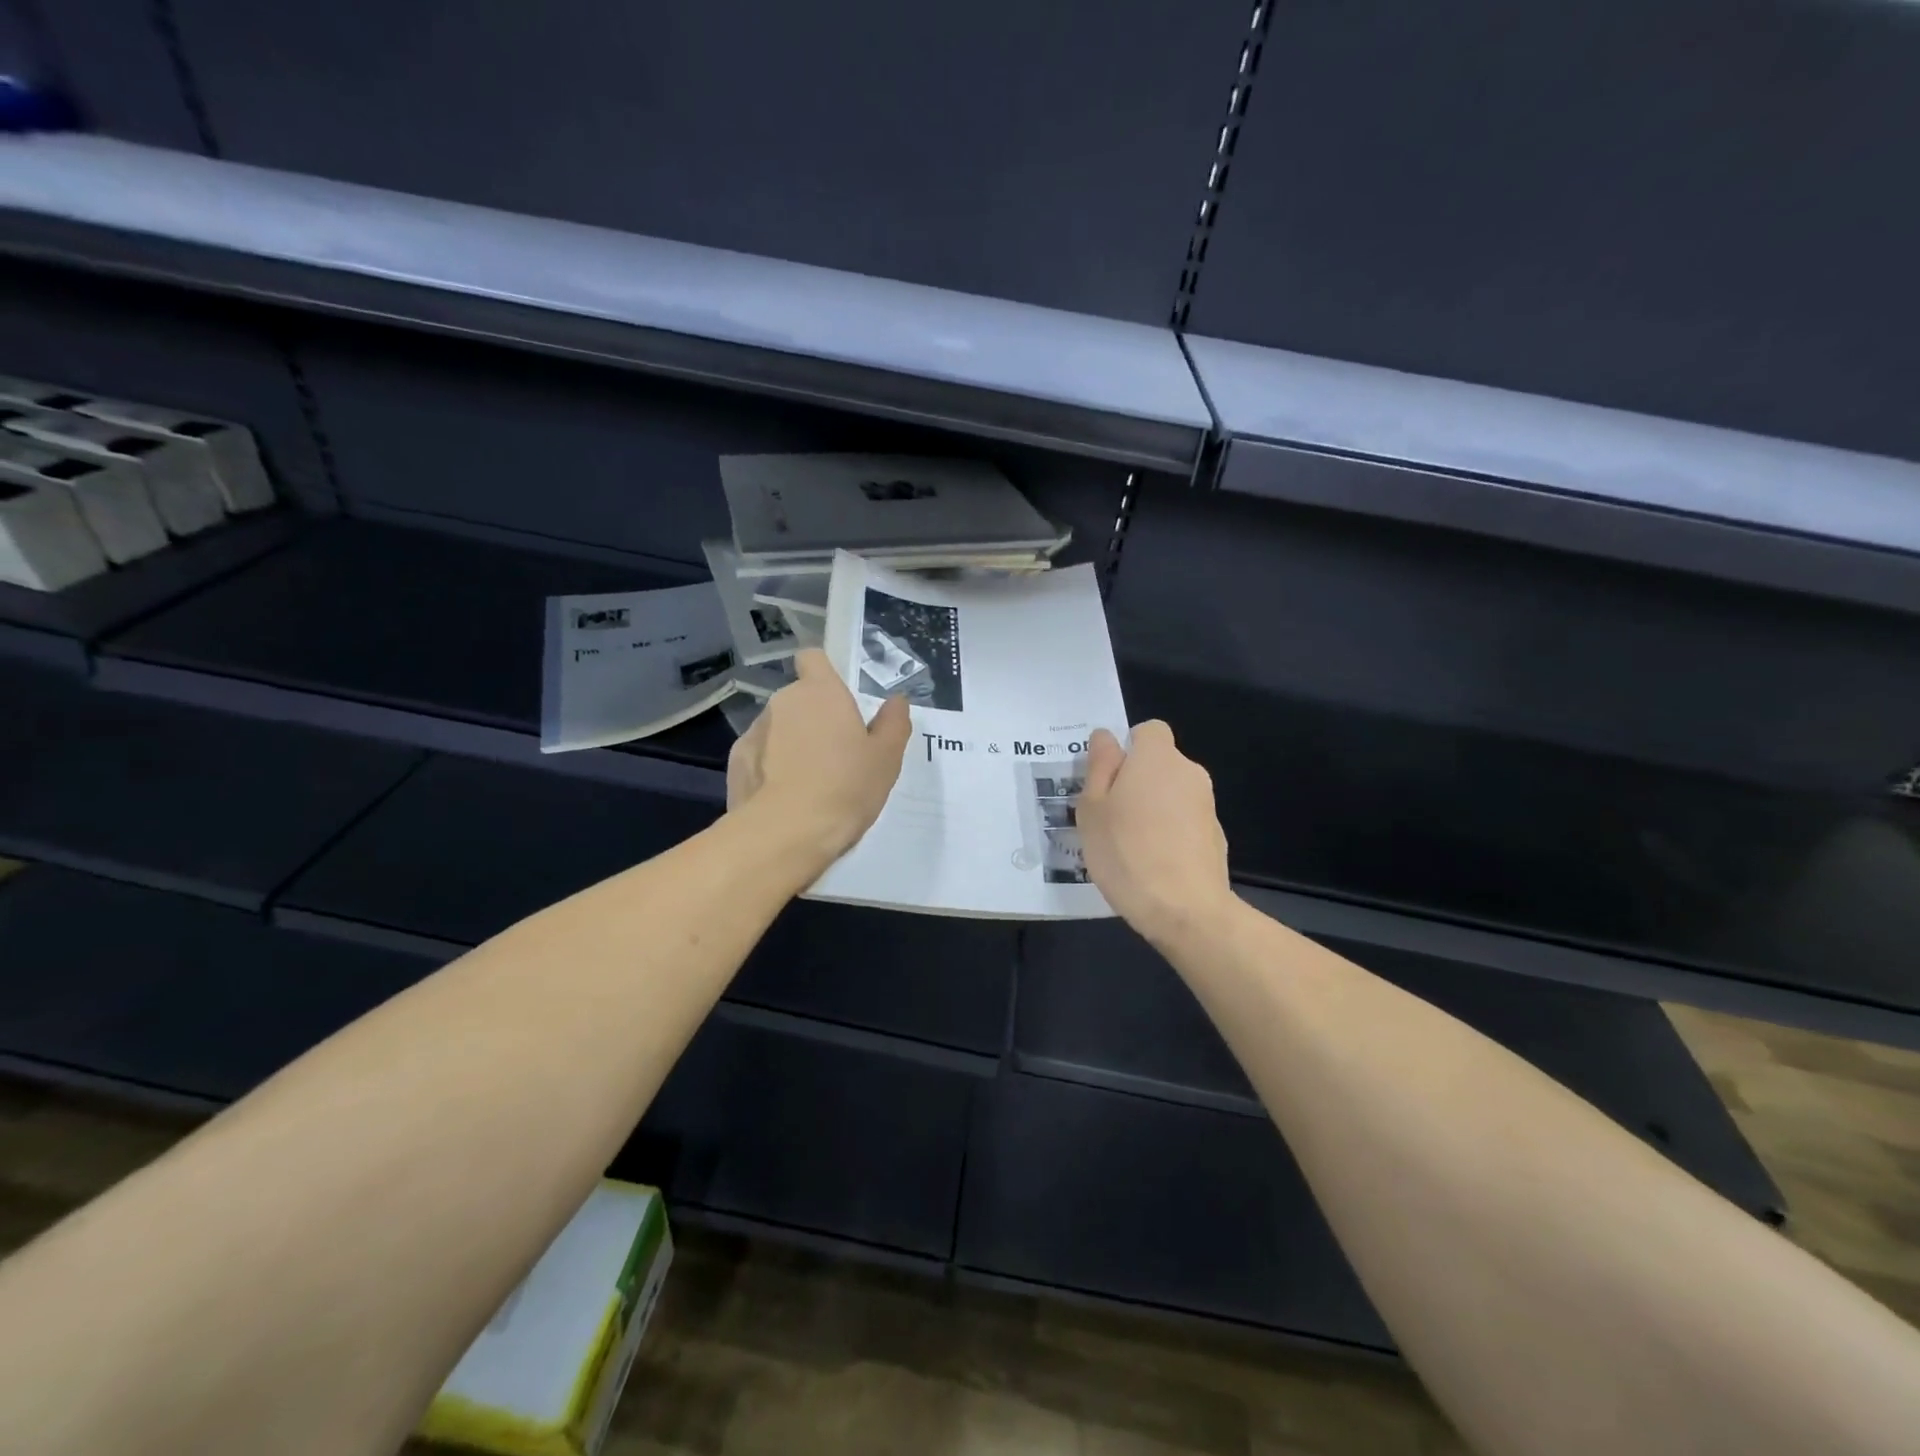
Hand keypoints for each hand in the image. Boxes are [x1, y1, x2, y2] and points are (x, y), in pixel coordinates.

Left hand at [727, 649, 911, 864]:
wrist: (786, 834)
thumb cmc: (845, 788)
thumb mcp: (886, 758)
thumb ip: (893, 723)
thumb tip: (897, 700)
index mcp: (821, 692)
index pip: (813, 658)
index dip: (823, 672)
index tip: (838, 699)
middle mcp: (783, 702)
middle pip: (799, 699)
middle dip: (813, 718)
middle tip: (836, 754)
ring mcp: (754, 732)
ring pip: (777, 728)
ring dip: (790, 744)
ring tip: (809, 782)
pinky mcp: (735, 763)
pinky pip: (759, 756)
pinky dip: (770, 769)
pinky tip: (785, 798)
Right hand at [1077, 721, 1232, 946]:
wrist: (1184, 909)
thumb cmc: (1126, 851)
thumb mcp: (1092, 808)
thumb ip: (1099, 766)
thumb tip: (1106, 737)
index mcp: (1157, 758)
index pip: (1148, 730)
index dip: (1127, 749)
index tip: (1108, 779)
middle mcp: (1189, 772)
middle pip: (1160, 763)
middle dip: (1137, 781)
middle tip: (1109, 816)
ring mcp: (1207, 805)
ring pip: (1172, 794)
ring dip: (1152, 808)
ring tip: (1128, 845)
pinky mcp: (1216, 836)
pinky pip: (1185, 822)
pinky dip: (1170, 833)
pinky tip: (1153, 863)